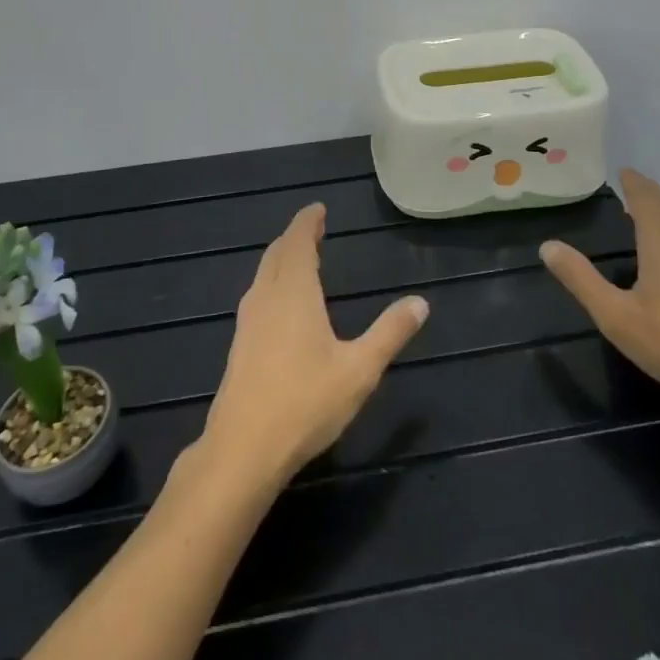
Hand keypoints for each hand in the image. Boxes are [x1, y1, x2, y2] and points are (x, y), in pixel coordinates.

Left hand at [201, 203, 429, 488]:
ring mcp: (248, 321)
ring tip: (301, 259)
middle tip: (314, 229)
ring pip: (264, 274)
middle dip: (295, 237)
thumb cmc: (305, 403)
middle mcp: (266, 297)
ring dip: (282, 258)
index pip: (297, 241)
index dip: (307, 222)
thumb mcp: (359, 370)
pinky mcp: (239, 344)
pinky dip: (273, 281)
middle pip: (277, 253)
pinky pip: (258, 294)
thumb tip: (420, 302)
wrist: (243, 449)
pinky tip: (282, 304)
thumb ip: (390, 333)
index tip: (318, 209)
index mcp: (293, 292)